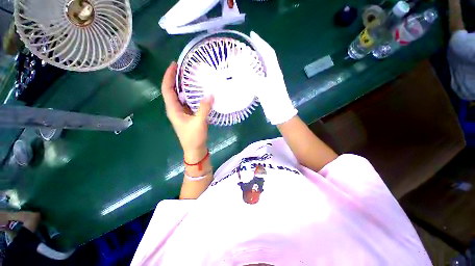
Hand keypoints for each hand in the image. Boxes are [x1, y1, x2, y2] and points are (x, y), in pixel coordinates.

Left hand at [161, 62, 213, 161]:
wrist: (195, 149)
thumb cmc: (194, 137)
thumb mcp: (199, 122)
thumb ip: (204, 108)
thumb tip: (210, 95)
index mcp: (173, 109)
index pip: (167, 89)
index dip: (169, 76)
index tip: (174, 65)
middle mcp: (175, 109)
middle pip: (172, 90)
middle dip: (176, 78)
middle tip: (185, 68)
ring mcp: (182, 112)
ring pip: (180, 96)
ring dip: (184, 86)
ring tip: (192, 77)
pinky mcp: (188, 115)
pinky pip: (188, 101)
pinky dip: (191, 95)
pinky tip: (198, 91)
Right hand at [250, 31, 296, 124]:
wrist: (280, 114)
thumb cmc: (274, 101)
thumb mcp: (263, 89)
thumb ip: (251, 78)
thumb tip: (238, 67)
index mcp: (274, 71)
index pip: (268, 52)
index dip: (261, 43)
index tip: (252, 35)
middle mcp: (273, 73)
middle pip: (266, 58)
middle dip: (257, 49)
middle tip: (247, 46)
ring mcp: (270, 81)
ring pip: (262, 67)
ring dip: (255, 60)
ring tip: (245, 57)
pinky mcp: (267, 88)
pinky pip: (259, 76)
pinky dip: (253, 72)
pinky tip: (247, 73)